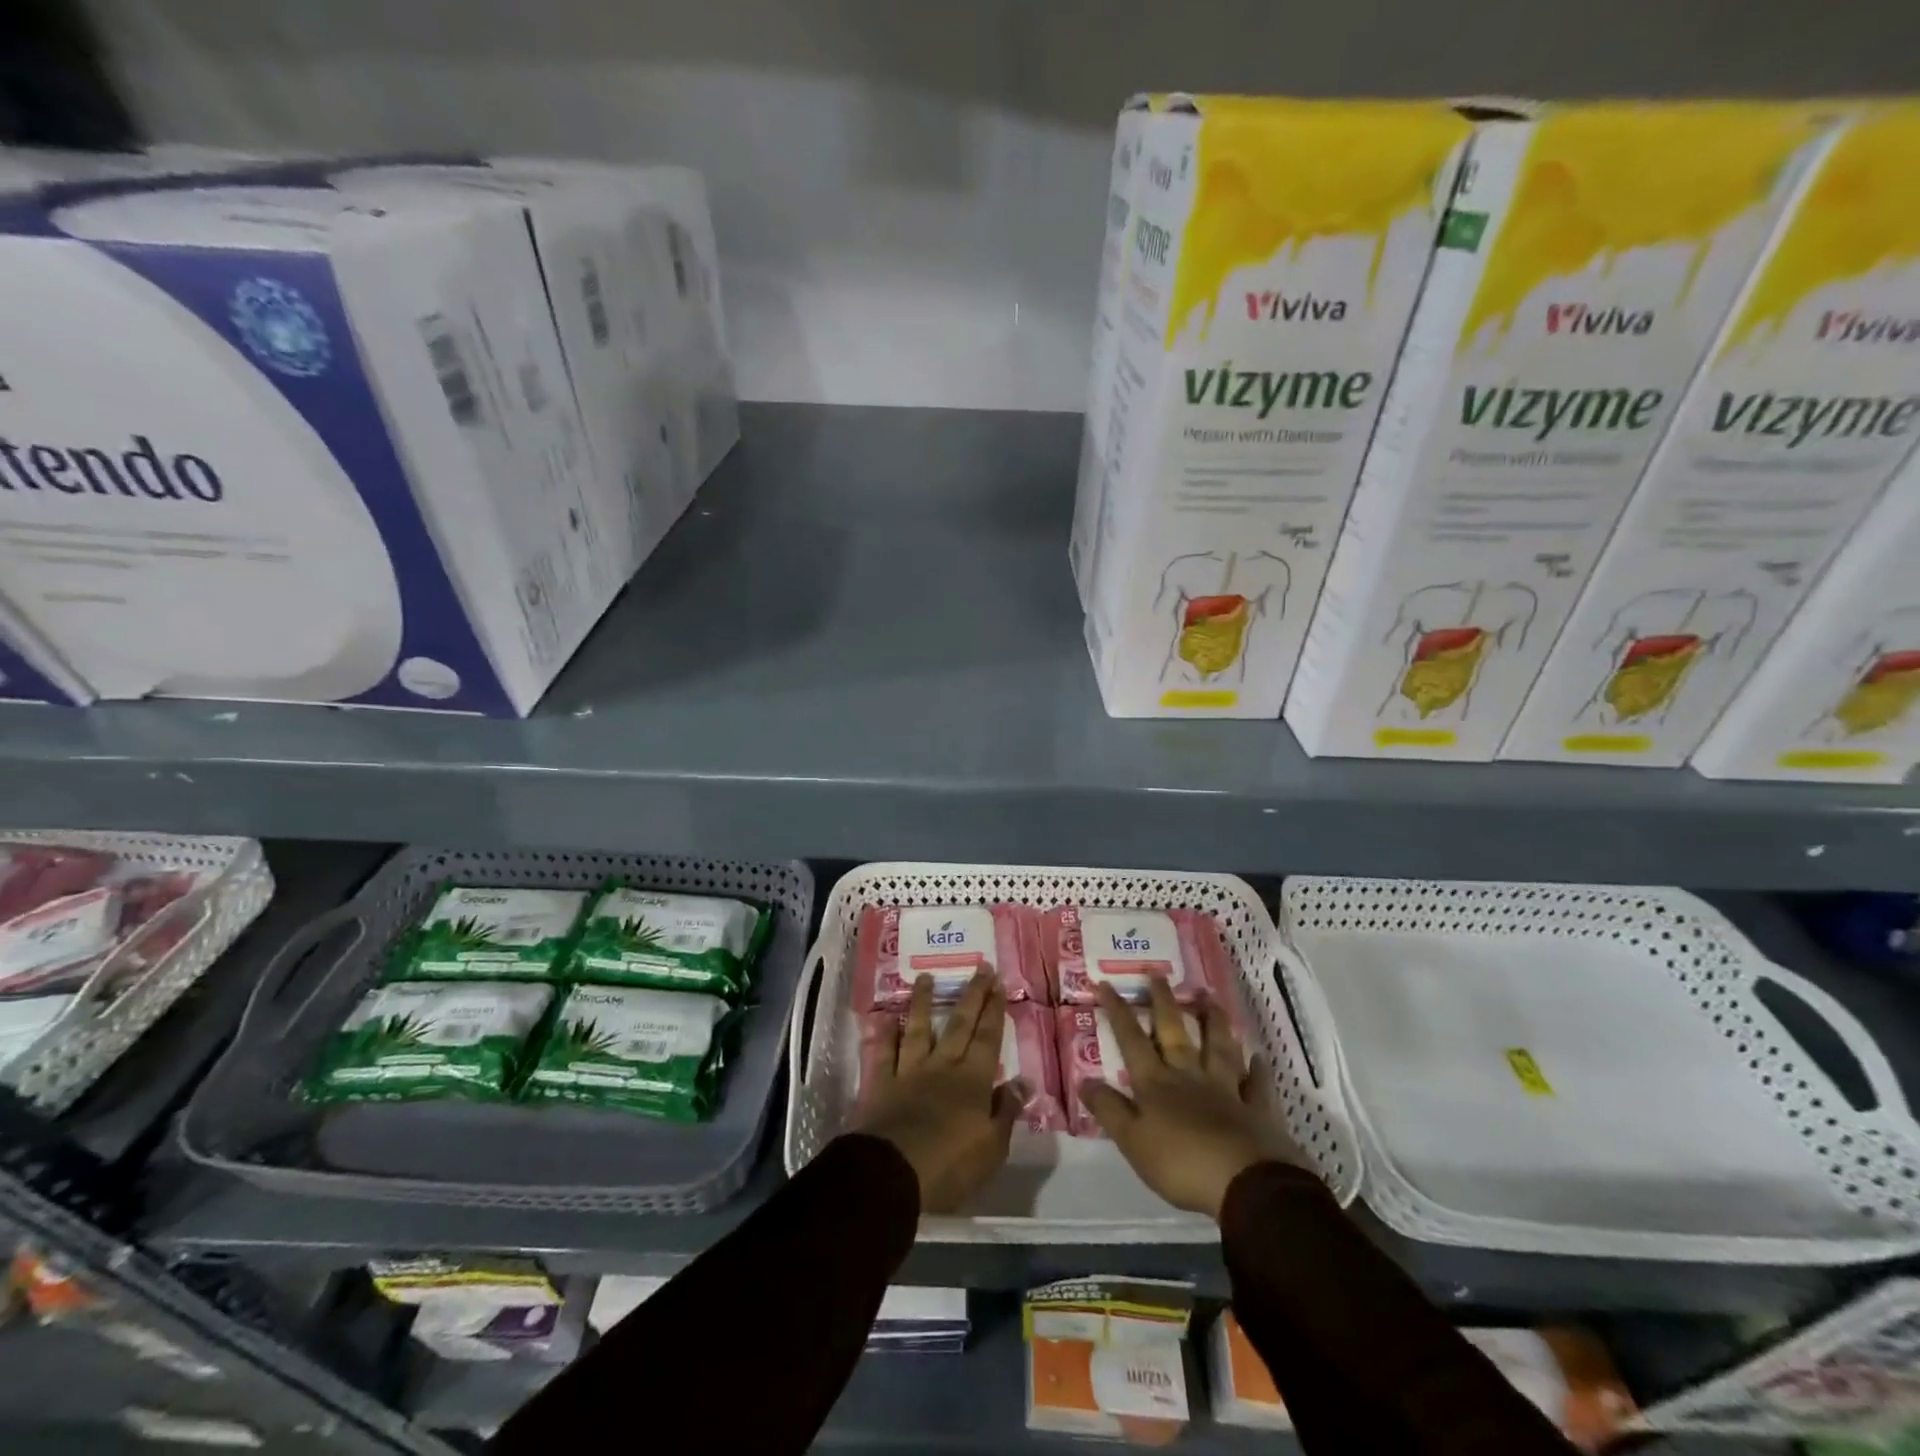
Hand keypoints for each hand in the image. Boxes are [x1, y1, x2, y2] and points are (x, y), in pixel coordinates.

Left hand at [855, 970, 1023, 1212]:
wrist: (892, 1175)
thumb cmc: (950, 1166)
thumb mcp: (992, 1148)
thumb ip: (1006, 1111)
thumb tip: (1023, 1081)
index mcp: (972, 1082)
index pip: (987, 1038)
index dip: (994, 1010)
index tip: (999, 983)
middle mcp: (941, 1067)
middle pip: (959, 1025)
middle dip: (972, 995)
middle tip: (980, 967)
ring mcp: (908, 1073)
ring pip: (918, 1030)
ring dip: (924, 1003)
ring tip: (927, 978)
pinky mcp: (880, 1085)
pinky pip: (883, 1054)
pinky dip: (884, 1035)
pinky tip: (885, 1017)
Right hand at [1078, 980, 1308, 1218]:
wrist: (1247, 1184)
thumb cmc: (1182, 1164)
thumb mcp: (1133, 1141)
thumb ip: (1109, 1109)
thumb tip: (1084, 1080)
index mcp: (1156, 1084)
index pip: (1132, 1040)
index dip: (1118, 1012)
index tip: (1106, 983)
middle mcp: (1189, 1077)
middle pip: (1174, 1032)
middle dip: (1163, 1002)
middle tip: (1158, 973)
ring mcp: (1226, 1090)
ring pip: (1218, 1047)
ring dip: (1212, 1022)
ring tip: (1209, 997)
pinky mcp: (1257, 1110)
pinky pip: (1256, 1084)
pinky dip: (1257, 1070)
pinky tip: (1258, 1057)